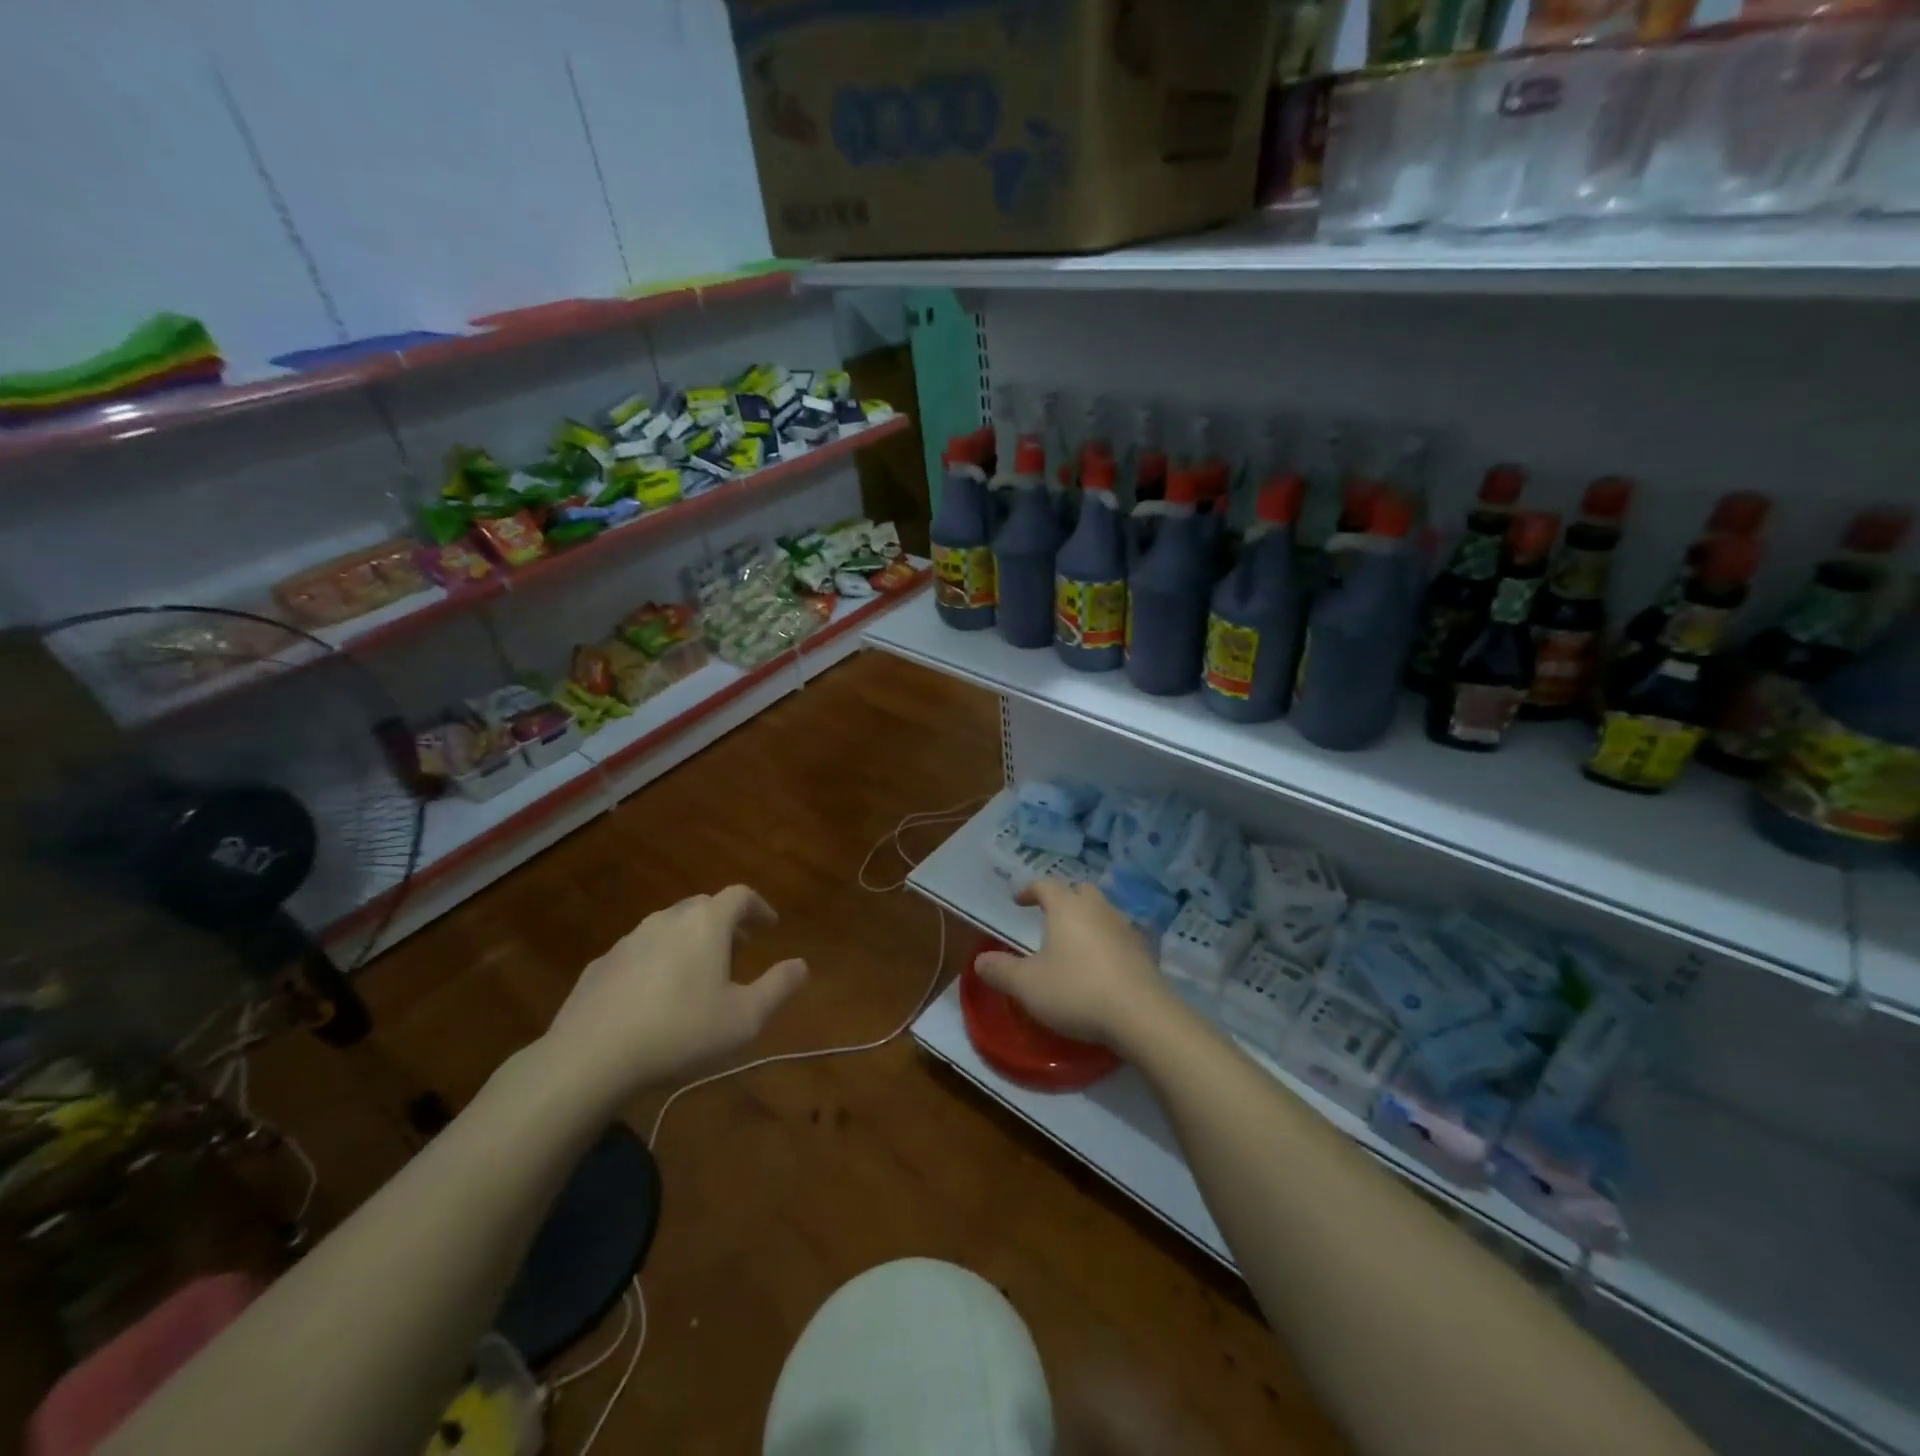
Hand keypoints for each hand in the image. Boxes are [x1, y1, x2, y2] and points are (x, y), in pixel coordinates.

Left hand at [544, 885, 807, 1105]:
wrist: (591, 1056)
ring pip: (669, 927)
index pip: (740, 895)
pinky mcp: (601, 964)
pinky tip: (654, 995)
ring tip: (698, 974)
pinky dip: (657, 961)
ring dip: (690, 940)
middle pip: (703, 906)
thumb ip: (778, 987)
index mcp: (706, 923)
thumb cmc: (681, 1031)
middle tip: (739, 948)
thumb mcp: (745, 1018)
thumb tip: (801, 965)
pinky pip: (639, 952)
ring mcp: (629, 939)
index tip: (770, 926)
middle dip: (726, 923)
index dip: (759, 907)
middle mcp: (668, 919)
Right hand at [973, 879, 1169, 1051]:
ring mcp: (1125, 928)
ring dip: (1087, 919)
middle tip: (1049, 915)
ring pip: (1103, 911)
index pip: (1046, 885)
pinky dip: (1106, 941)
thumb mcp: (1027, 985)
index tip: (1018, 900)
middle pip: (1080, 891)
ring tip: (1074, 941)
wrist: (1141, 1015)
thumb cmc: (1076, 991)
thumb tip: (979, 960)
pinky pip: (1119, 935)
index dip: (1029, 890)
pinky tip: (1100, 964)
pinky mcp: (1144, 952)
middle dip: (1064, 898)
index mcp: (1067, 907)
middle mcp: (1098, 909)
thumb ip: (1001, 971)